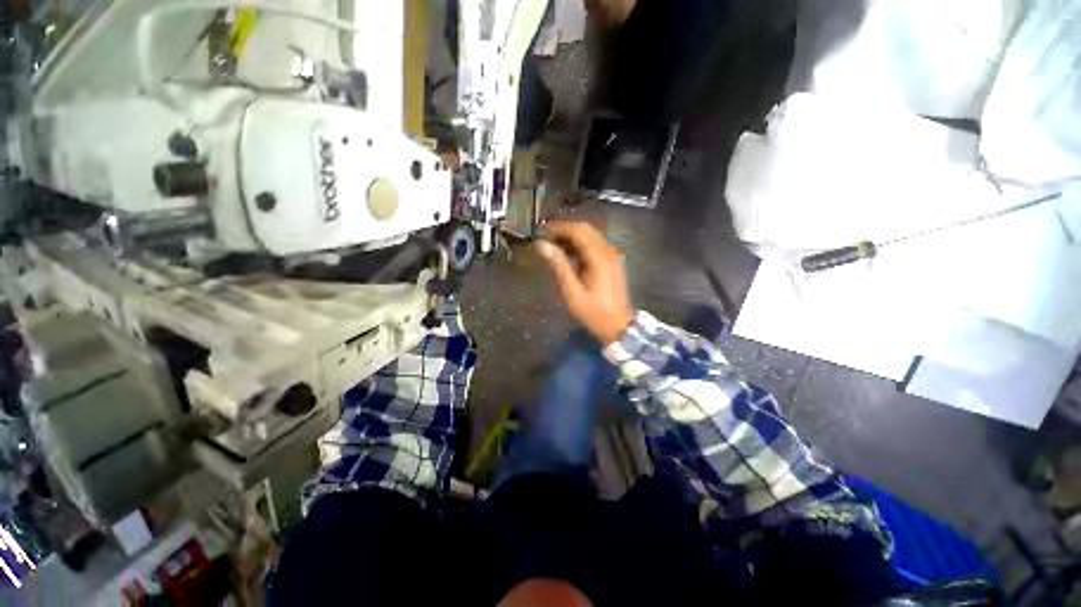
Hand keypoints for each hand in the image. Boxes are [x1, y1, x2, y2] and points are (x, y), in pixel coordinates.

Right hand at [536, 221, 634, 344]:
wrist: (619, 326)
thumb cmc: (594, 312)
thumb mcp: (572, 292)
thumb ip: (559, 265)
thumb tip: (543, 245)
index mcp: (599, 257)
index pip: (578, 231)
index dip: (559, 227)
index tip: (542, 231)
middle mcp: (608, 251)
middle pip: (586, 229)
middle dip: (565, 229)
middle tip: (547, 238)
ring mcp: (613, 255)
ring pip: (592, 235)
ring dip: (573, 236)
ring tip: (554, 245)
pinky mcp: (614, 261)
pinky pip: (596, 245)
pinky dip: (581, 244)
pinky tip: (569, 254)